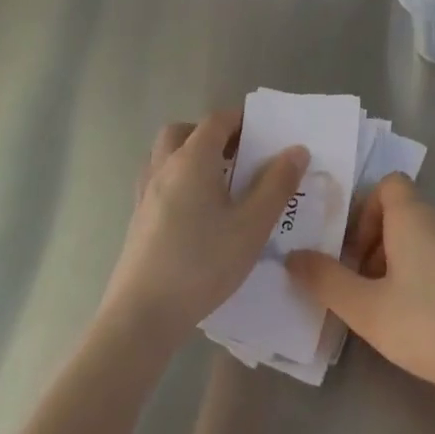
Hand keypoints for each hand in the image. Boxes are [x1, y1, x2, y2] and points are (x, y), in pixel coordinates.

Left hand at [99, 111, 308, 344]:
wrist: (143, 314)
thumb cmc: (203, 263)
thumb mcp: (253, 225)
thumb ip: (277, 184)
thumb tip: (297, 150)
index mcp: (192, 160)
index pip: (216, 121)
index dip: (241, 119)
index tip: (265, 133)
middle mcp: (164, 167)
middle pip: (182, 131)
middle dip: (211, 134)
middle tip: (238, 156)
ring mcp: (145, 193)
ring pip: (165, 156)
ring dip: (190, 155)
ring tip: (220, 183)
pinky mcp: (137, 219)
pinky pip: (158, 181)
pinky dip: (178, 180)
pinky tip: (197, 212)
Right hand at [286, 175, 434, 405]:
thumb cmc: (431, 325)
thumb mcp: (367, 309)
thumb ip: (326, 280)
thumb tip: (293, 256)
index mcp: (416, 217)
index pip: (389, 185)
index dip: (366, 212)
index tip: (356, 254)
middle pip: (406, 215)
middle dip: (380, 246)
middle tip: (368, 290)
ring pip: (429, 239)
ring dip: (406, 264)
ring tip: (397, 311)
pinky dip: (434, 277)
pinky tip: (432, 321)